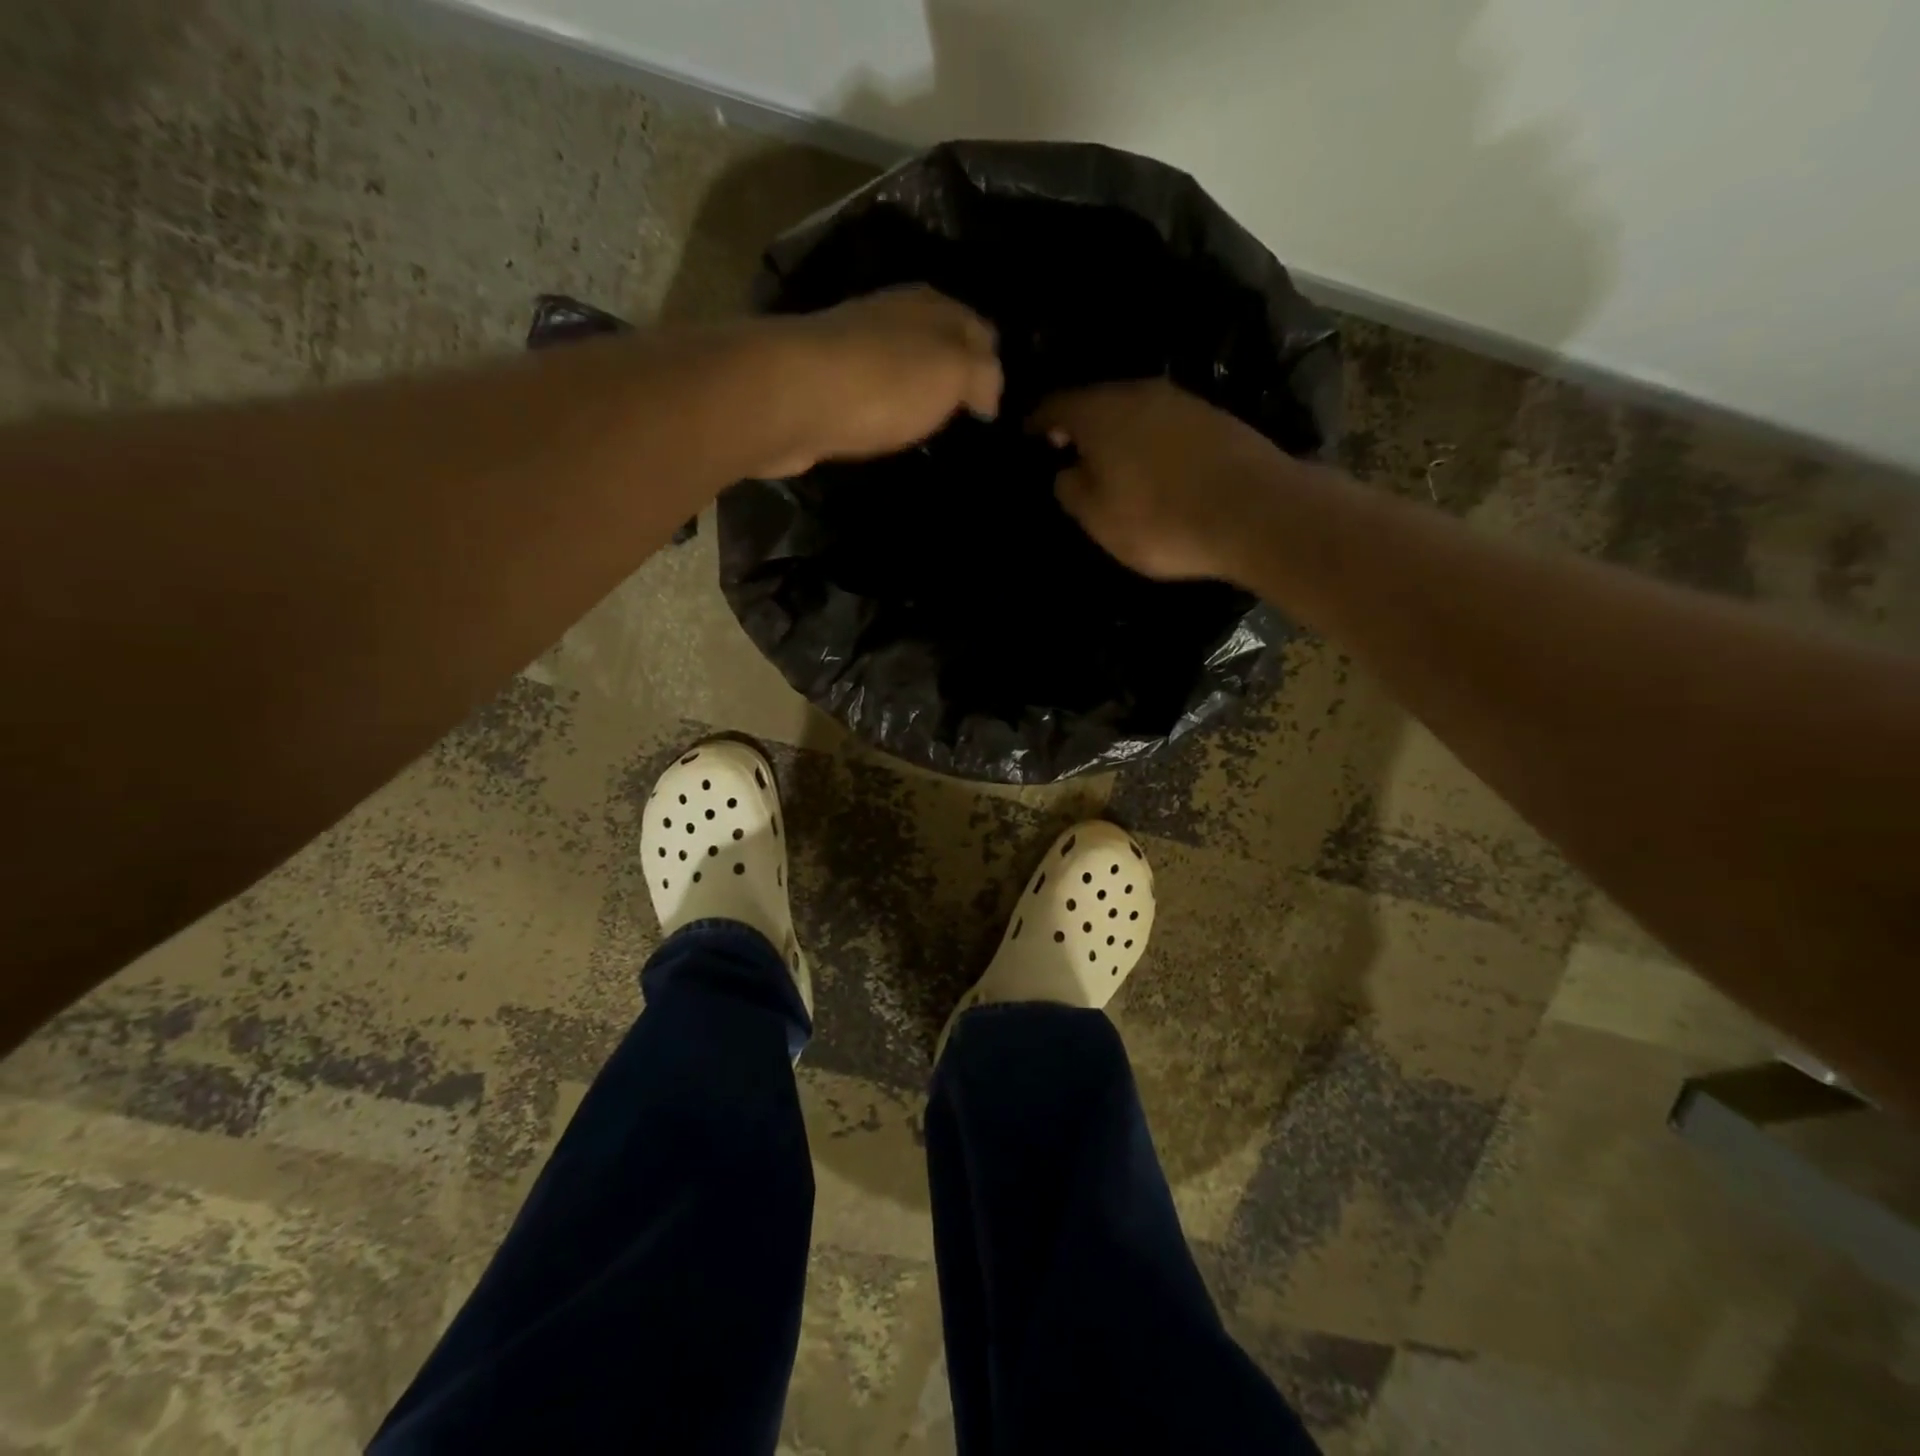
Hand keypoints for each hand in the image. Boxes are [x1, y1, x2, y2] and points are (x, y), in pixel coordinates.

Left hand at [758, 286, 1002, 477]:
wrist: (793, 397)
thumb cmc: (884, 381)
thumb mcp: (953, 372)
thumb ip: (982, 376)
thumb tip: (990, 394)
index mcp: (929, 305)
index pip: (978, 328)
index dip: (993, 364)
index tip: (998, 407)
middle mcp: (891, 316)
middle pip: (936, 343)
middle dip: (954, 374)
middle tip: (968, 418)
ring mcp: (853, 348)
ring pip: (901, 367)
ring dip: (917, 392)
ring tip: (934, 429)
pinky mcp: (825, 383)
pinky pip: (870, 394)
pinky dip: (885, 410)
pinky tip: (890, 432)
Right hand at [1030, 380, 1296, 580]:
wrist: (1255, 513)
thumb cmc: (1160, 520)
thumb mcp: (1098, 518)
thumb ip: (1071, 489)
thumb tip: (1067, 469)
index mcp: (1100, 412)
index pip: (1053, 405)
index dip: (1035, 423)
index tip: (1026, 439)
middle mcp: (1138, 392)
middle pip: (1095, 401)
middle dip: (1077, 423)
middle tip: (1065, 451)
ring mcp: (1181, 400)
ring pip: (1132, 409)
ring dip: (1116, 430)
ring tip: (1108, 460)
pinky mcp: (1214, 417)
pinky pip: (1163, 422)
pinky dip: (1147, 438)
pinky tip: (1150, 463)